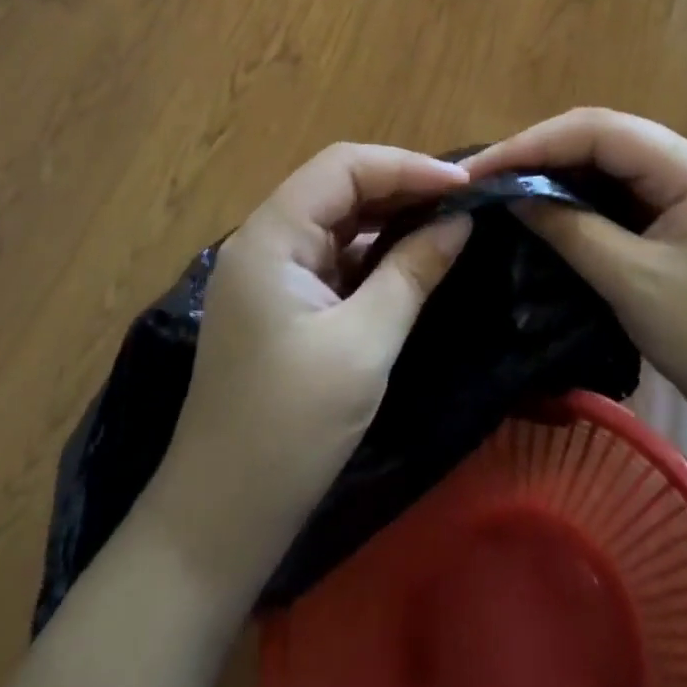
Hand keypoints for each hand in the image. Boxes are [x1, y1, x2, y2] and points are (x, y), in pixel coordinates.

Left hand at [141, 144, 472, 597]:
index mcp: (271, 236)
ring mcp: (271, 273)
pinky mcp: (282, 303)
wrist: (219, 522)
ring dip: (392, 216)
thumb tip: (460, 221)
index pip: (342, 166)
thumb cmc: (290, 429)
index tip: (466, 185)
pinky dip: (375, 251)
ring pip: (338, 219)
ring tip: (450, 220)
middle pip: (338, 185)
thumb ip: (412, 272)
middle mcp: (265, 240)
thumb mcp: (364, 345)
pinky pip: (335, 256)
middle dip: (403, 185)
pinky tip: (413, 257)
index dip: (406, 165)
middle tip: (467, 200)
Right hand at [464, 109, 686, 441]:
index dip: (535, 143)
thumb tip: (510, 194)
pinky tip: (550, 203)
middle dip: (543, 150)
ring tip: (508, 184)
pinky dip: (583, 192)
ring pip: (612, 159)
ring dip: (560, 169)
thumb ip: (568, 228)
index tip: (483, 167)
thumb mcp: (631, 283)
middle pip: (606, 135)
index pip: (600, 131)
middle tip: (488, 174)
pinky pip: (625, 187)